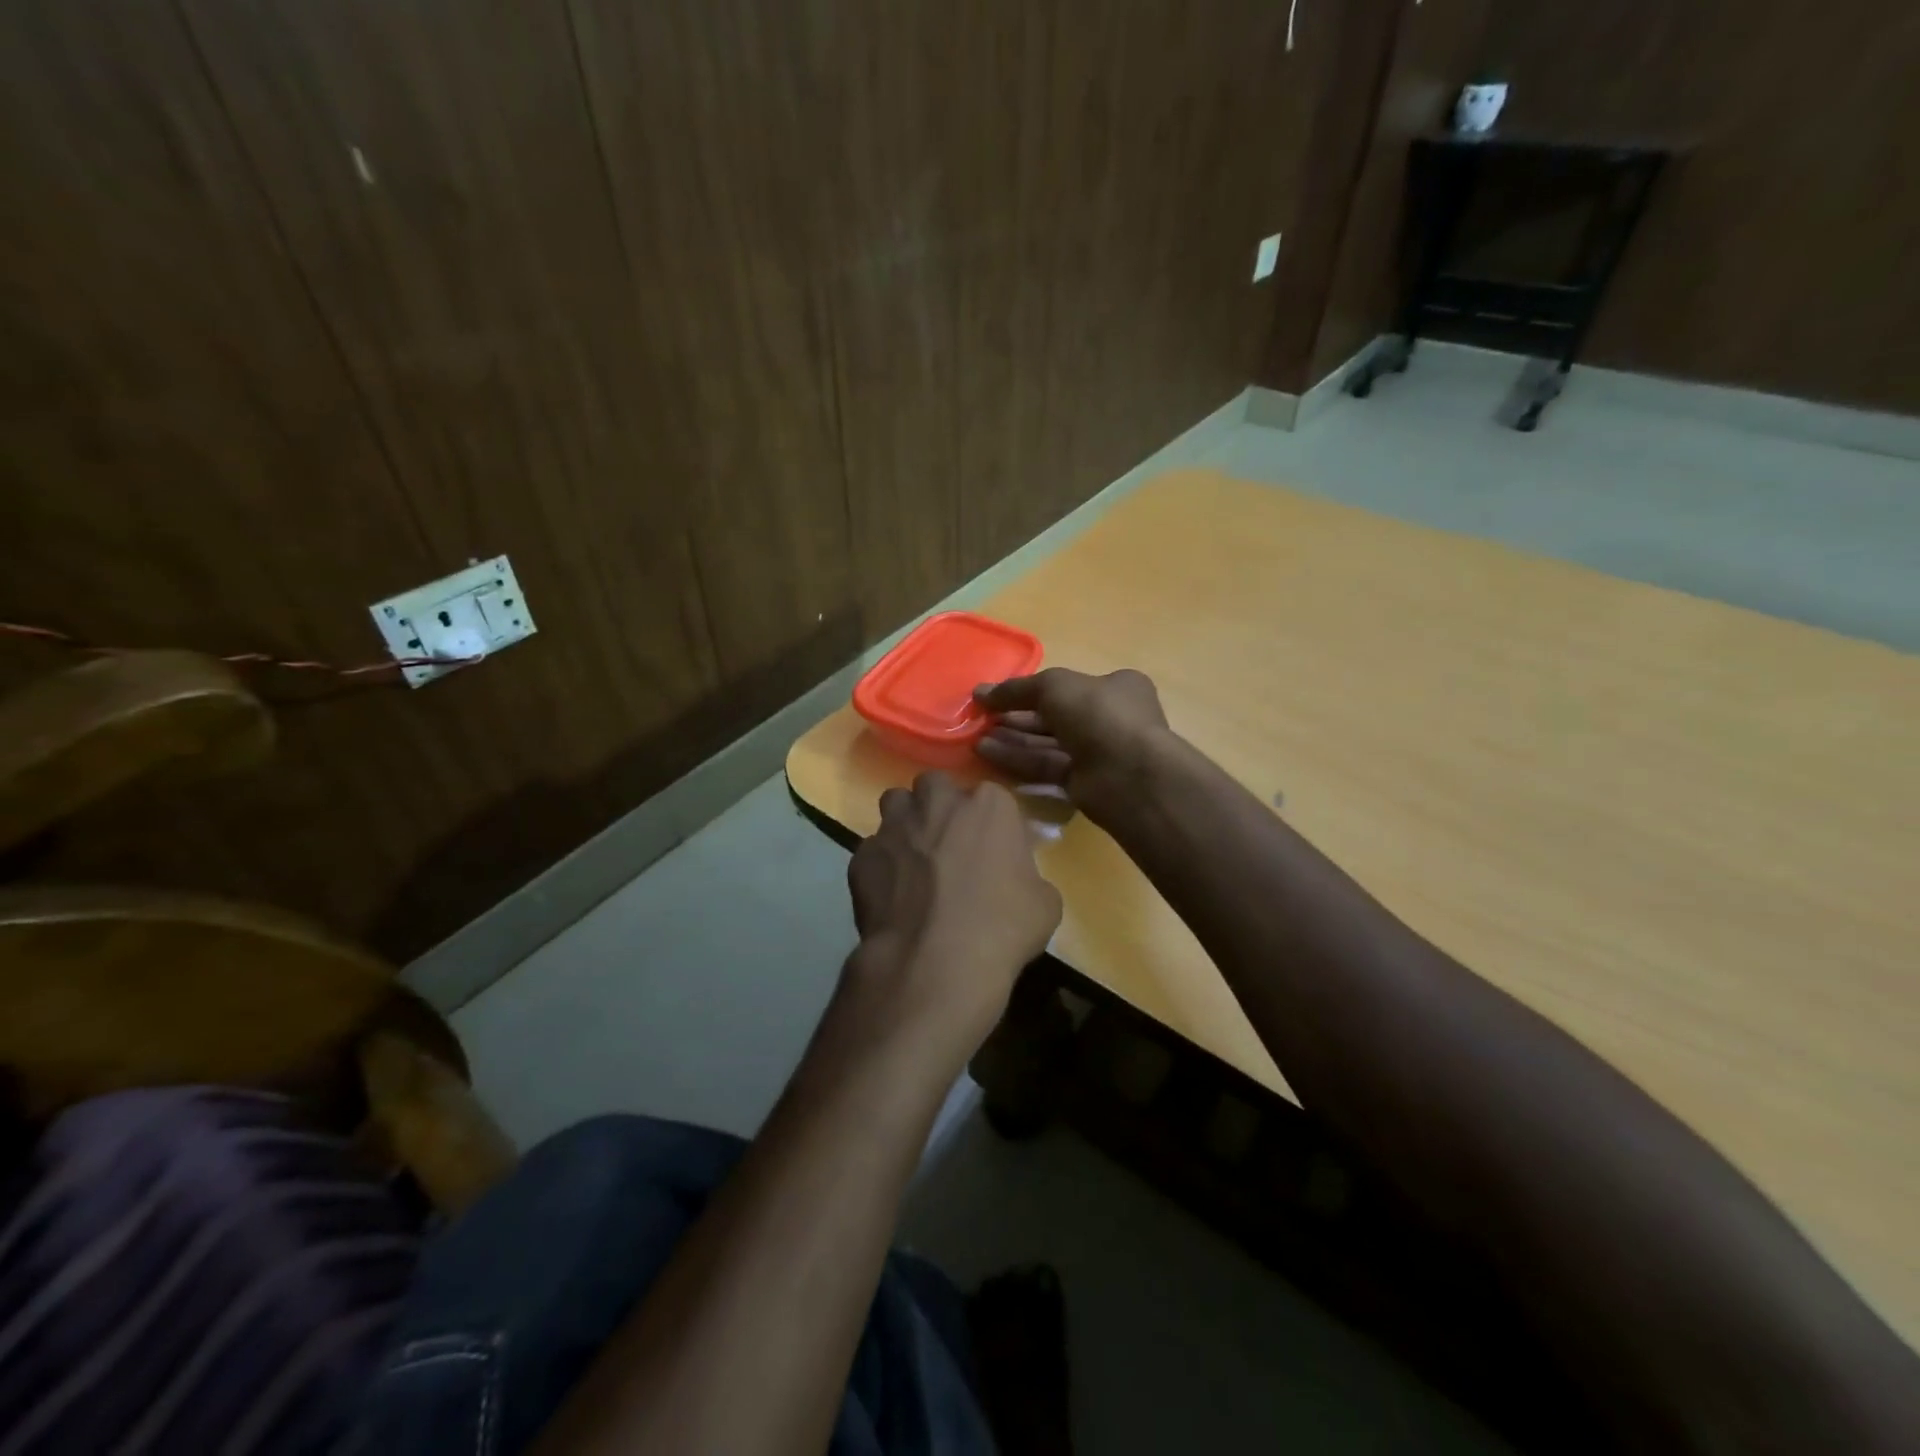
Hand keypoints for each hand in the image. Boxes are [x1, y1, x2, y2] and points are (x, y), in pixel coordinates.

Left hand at [843, 772, 1062, 1059]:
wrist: (935, 962)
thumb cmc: (1002, 928)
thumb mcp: (1045, 904)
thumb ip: (1029, 876)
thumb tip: (1015, 882)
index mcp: (989, 805)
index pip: (991, 798)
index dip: (989, 825)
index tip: (992, 852)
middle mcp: (938, 802)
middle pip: (936, 787)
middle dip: (940, 807)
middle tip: (949, 846)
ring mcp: (895, 825)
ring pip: (896, 804)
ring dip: (906, 823)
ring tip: (914, 860)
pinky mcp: (862, 855)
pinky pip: (873, 850)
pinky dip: (881, 866)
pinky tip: (891, 896)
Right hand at [973, 668, 1171, 820]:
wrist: (1128, 774)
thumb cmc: (1098, 714)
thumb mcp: (1054, 687)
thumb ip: (1017, 689)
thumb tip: (980, 692)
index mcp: (1117, 687)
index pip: (1070, 686)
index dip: (1033, 689)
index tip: (1000, 695)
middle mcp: (1110, 719)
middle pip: (1055, 715)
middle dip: (1017, 715)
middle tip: (982, 717)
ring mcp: (1098, 753)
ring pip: (1048, 743)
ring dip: (1013, 738)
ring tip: (975, 736)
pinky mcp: (1084, 783)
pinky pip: (1046, 767)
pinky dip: (1018, 759)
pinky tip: (986, 752)